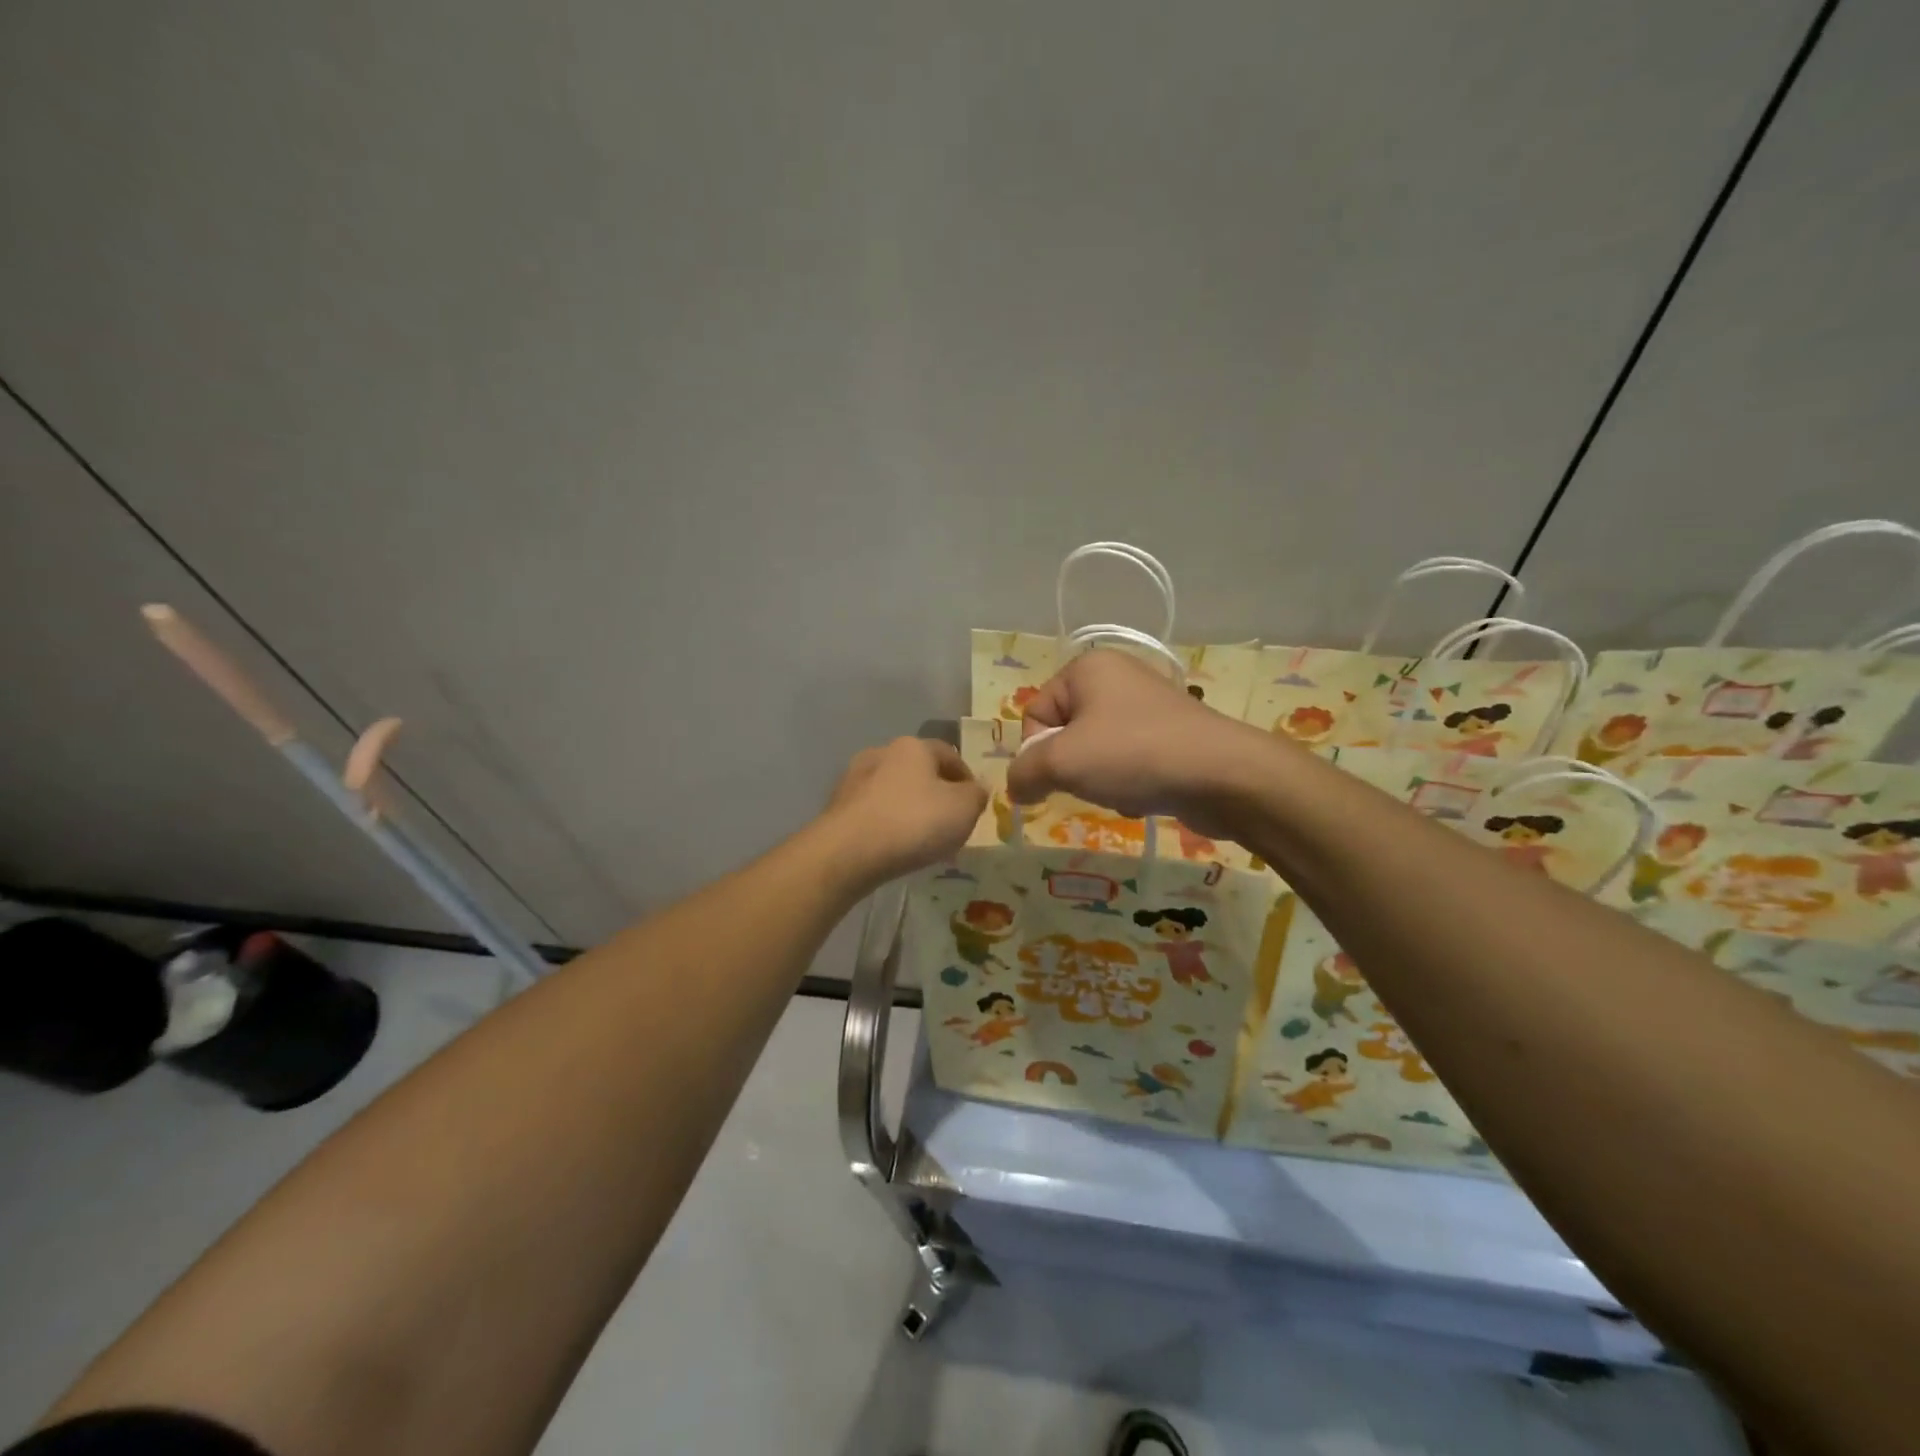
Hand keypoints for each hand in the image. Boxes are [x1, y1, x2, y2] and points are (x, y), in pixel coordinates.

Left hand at [823, 736, 987, 888]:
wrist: (847, 853)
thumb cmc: (913, 822)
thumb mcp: (964, 809)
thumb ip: (977, 795)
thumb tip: (975, 790)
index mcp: (913, 746)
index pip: (949, 754)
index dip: (967, 778)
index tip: (975, 805)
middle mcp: (881, 753)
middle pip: (919, 772)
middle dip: (936, 795)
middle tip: (950, 824)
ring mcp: (854, 779)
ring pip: (894, 792)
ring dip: (910, 810)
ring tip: (922, 840)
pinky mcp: (837, 807)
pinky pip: (874, 812)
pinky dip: (888, 824)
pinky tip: (895, 847)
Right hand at [1007, 649, 1273, 837]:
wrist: (1223, 775)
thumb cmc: (1134, 754)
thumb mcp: (1062, 761)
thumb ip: (1024, 772)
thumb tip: (1016, 788)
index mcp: (1087, 668)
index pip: (1035, 713)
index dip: (1038, 751)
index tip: (1059, 774)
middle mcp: (1117, 677)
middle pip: (1065, 734)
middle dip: (1072, 768)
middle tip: (1092, 782)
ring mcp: (1147, 706)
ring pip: (1095, 753)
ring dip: (1099, 780)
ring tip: (1123, 791)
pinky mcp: (1170, 735)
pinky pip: (1127, 762)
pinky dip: (1127, 783)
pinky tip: (1145, 796)